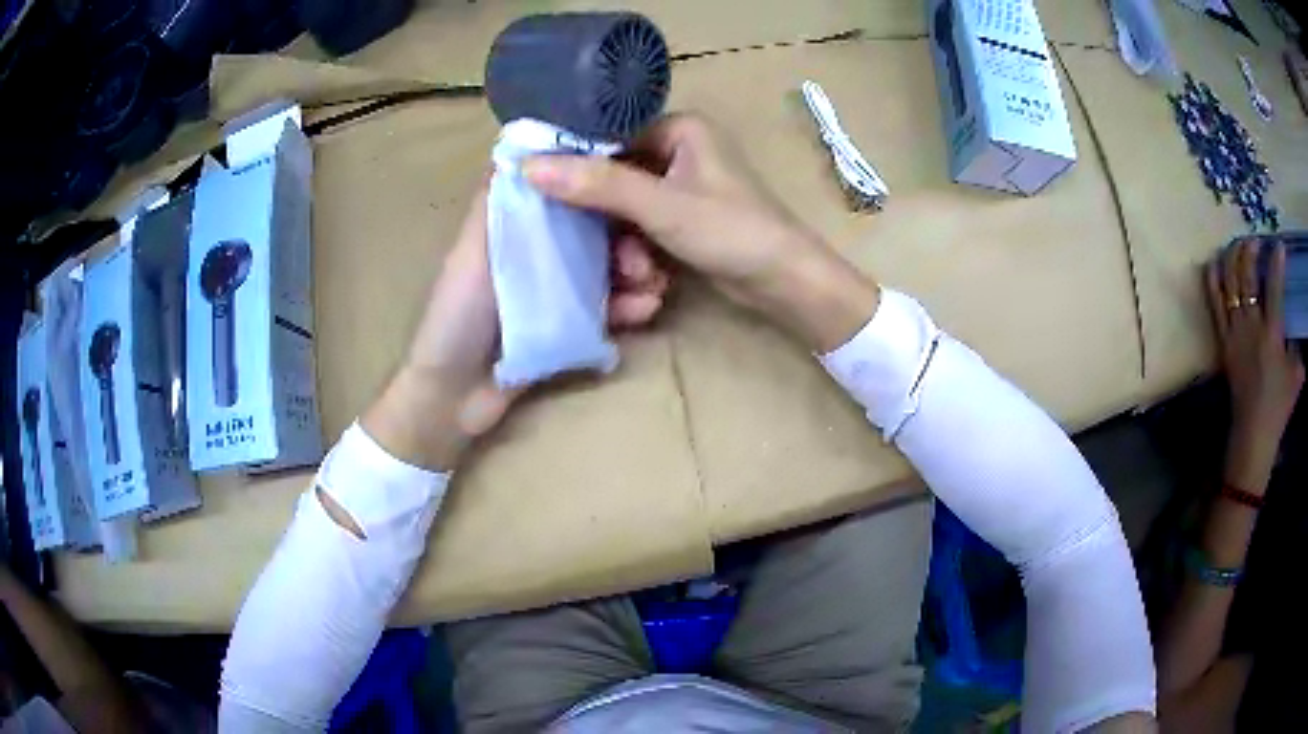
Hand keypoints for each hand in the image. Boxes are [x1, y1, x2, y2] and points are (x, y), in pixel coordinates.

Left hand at [362, 182, 671, 470]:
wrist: (456, 396)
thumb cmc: (456, 317)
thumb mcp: (471, 253)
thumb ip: (494, 205)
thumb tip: (520, 149)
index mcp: (517, 229)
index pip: (565, 195)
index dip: (597, 188)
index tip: (632, 183)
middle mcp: (541, 252)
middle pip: (594, 233)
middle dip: (627, 238)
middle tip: (646, 254)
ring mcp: (558, 290)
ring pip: (608, 269)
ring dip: (635, 273)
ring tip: (654, 285)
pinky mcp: (571, 325)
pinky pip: (607, 309)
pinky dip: (628, 307)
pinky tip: (645, 309)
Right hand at [521, 113, 879, 351]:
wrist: (785, 283)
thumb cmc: (732, 231)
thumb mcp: (661, 206)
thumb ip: (597, 185)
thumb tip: (529, 166)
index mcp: (680, 128)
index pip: (608, 137)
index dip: (576, 165)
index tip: (545, 195)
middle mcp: (679, 150)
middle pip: (615, 176)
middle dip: (607, 220)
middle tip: (598, 249)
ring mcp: (682, 186)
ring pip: (626, 208)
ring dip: (624, 243)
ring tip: (638, 271)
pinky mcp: (684, 218)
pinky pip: (643, 226)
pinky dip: (640, 250)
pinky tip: (649, 276)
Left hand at [1206, 239, 1304, 490]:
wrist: (1253, 434)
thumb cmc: (1279, 407)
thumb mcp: (1297, 374)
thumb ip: (1296, 345)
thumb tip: (1294, 326)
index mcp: (1272, 333)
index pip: (1275, 286)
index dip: (1277, 262)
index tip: (1279, 245)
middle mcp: (1251, 327)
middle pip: (1247, 276)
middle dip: (1250, 250)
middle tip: (1255, 240)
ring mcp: (1234, 333)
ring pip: (1229, 283)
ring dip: (1232, 258)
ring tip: (1238, 244)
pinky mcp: (1222, 342)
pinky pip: (1214, 304)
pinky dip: (1213, 279)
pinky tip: (1214, 262)